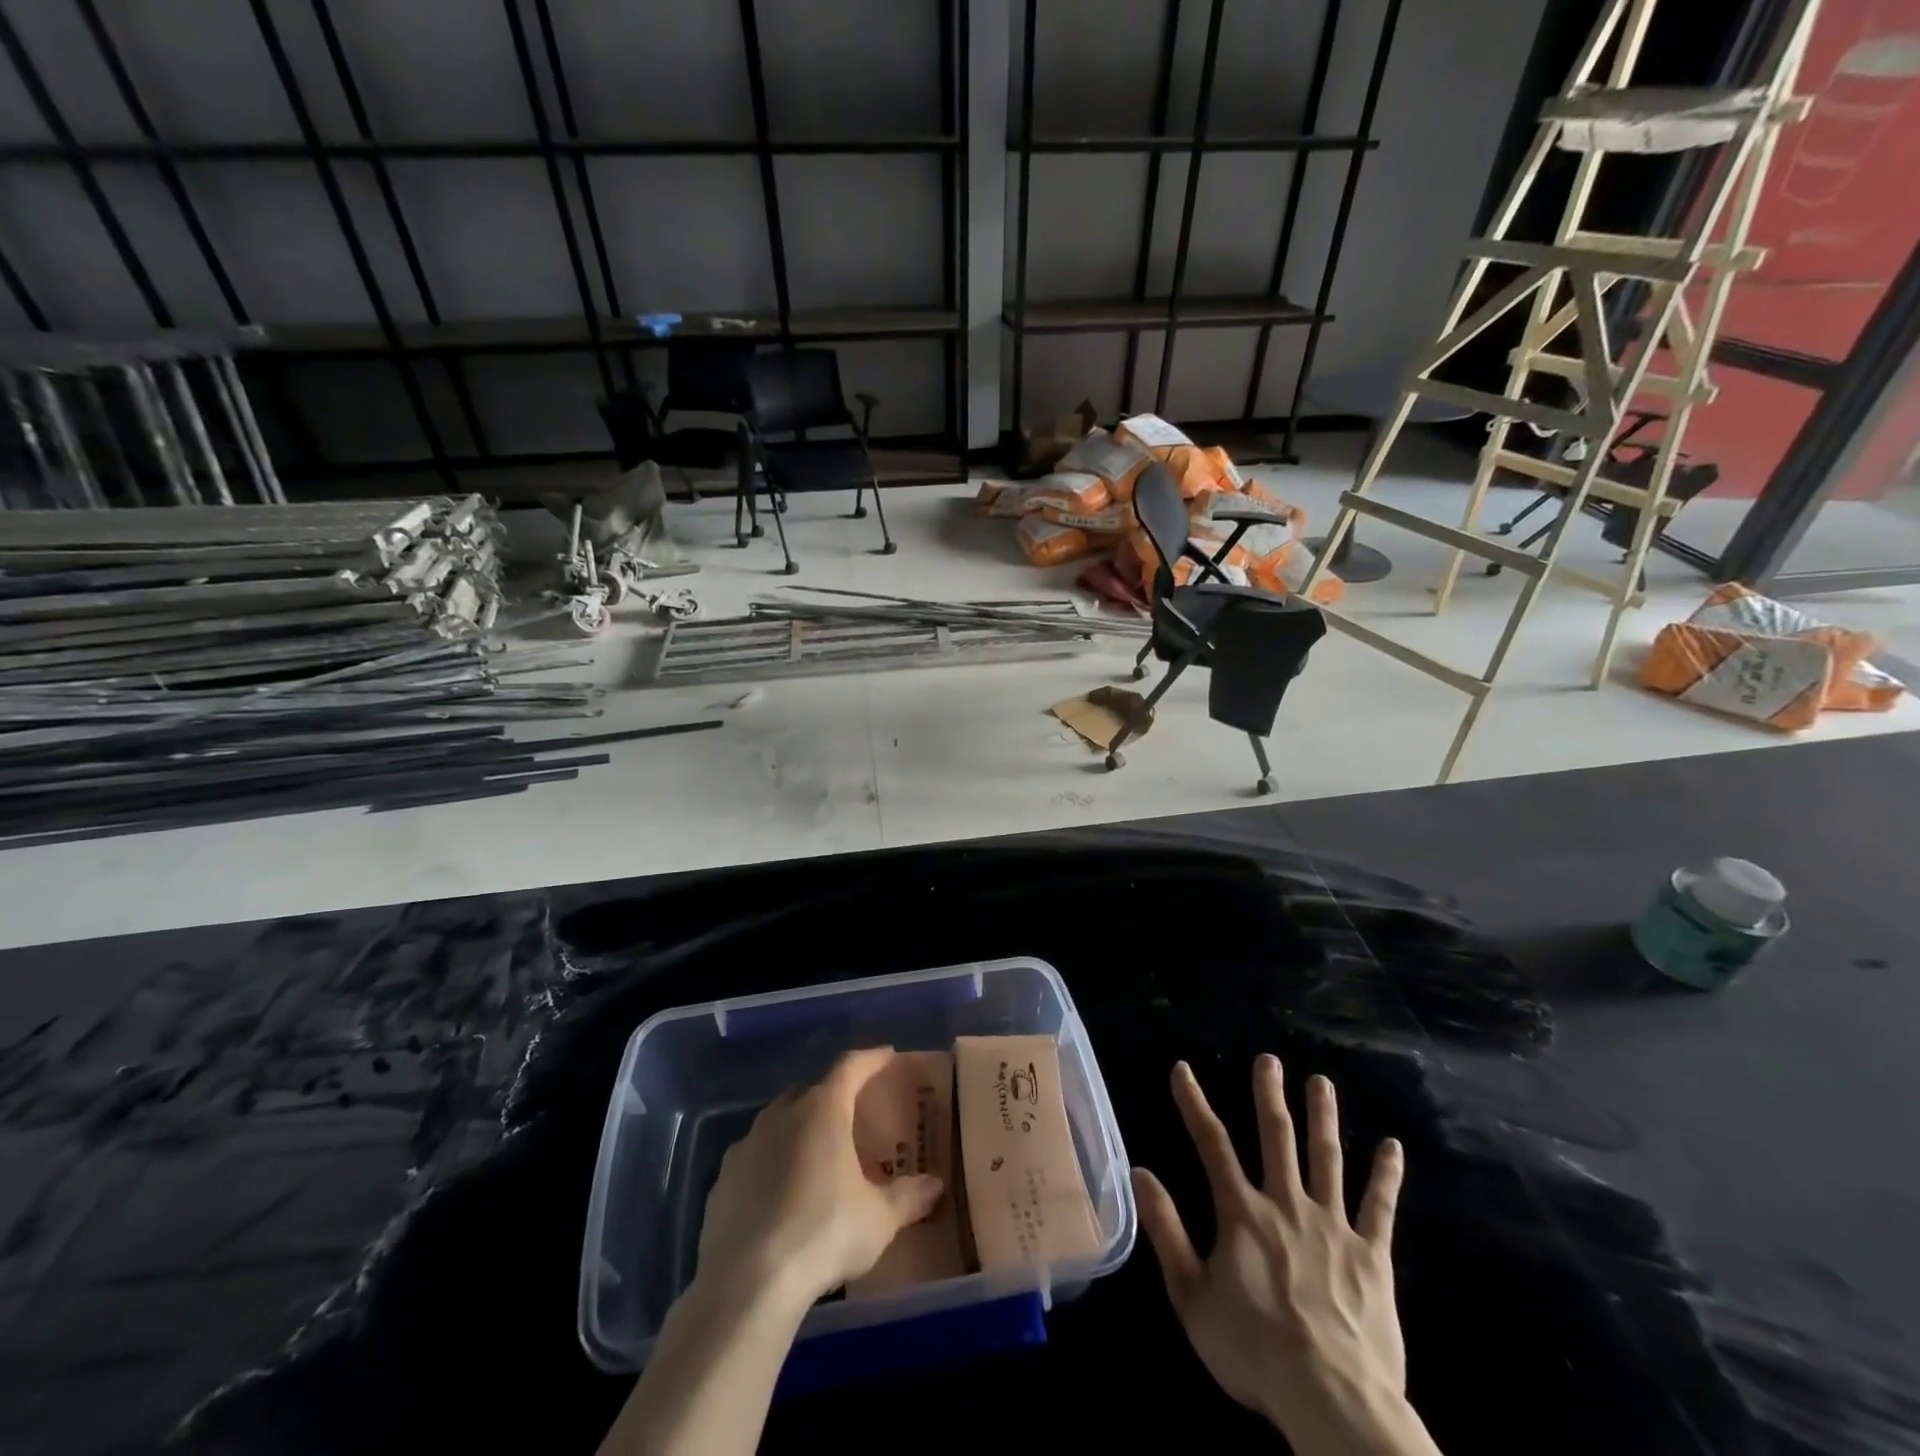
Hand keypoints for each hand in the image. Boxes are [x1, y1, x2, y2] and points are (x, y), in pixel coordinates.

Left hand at [697, 1047, 944, 1306]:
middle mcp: (781, 1116)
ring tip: (816, 1155)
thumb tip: (935, 1186)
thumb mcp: (879, 1220)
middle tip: (852, 1113)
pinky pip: (752, 1159)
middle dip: (832, 1095)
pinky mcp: (721, 1182)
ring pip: (777, 1122)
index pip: (851, 1066)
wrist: (746, 1284)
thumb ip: (908, 1197)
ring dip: (797, 1129)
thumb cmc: (824, 1234)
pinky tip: (779, 1194)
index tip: (888, 1056)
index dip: (871, 1059)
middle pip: (811, 1090)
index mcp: (822, 1111)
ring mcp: (745, 1146)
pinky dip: (770, 1164)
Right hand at [1132, 1058, 1434, 1455]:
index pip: (1212, 1144)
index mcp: (1242, 1213)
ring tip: (1322, 1082)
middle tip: (1269, 1060)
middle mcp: (1286, 1204)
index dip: (1194, 1103)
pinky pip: (1380, 1208)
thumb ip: (1166, 1230)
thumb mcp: (1191, 1296)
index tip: (1183, 1069)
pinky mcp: (1372, 1255)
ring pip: (1327, 1158)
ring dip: (1323, 1117)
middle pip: (1277, 1137)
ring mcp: (1333, 1226)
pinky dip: (1386, 1175)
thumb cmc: (1253, 1351)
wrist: (1332, 1402)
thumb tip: (1140, 1172)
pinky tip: (1392, 1146)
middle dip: (1270, 1095)